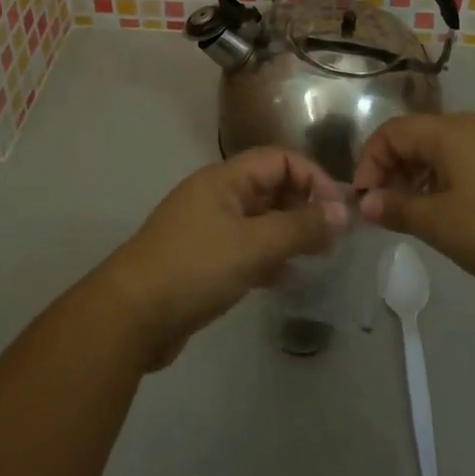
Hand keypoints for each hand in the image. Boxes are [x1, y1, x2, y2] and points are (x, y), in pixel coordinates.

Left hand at [97, 148, 350, 368]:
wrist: (131, 316)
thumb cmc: (195, 268)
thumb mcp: (253, 246)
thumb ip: (300, 227)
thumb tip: (343, 211)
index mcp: (225, 179)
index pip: (278, 159)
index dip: (311, 177)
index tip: (338, 209)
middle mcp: (217, 196)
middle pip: (269, 187)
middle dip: (303, 206)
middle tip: (332, 238)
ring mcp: (208, 228)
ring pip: (259, 220)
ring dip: (288, 233)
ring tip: (317, 257)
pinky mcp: (203, 261)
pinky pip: (246, 248)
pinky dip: (268, 257)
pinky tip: (286, 279)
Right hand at [353, 112, 474, 302]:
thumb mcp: (442, 225)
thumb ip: (397, 209)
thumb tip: (366, 202)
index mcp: (449, 131)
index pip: (392, 132)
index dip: (370, 163)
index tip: (364, 201)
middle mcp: (472, 125)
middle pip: (417, 137)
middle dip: (393, 170)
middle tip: (387, 211)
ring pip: (442, 150)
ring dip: (419, 178)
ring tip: (417, 216)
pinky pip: (467, 160)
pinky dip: (447, 180)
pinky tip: (454, 213)